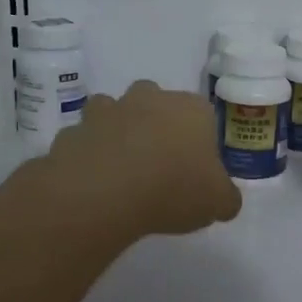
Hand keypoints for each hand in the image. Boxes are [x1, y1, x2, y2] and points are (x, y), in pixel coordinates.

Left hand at [47, 80, 241, 236]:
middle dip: (157, 125)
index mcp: (191, 109)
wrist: (104, 192)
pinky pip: (85, 139)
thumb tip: (226, 201)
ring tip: (122, 170)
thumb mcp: (217, 203)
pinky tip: (93, 182)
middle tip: (159, 164)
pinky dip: (88, 153)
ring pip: (115, 112)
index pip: (203, 114)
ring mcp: (108, 110)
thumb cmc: (173, 189)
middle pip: (157, 102)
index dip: (200, 140)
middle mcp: (150, 99)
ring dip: (118, 132)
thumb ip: (226, 198)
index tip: (196, 168)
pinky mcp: (75, 129)